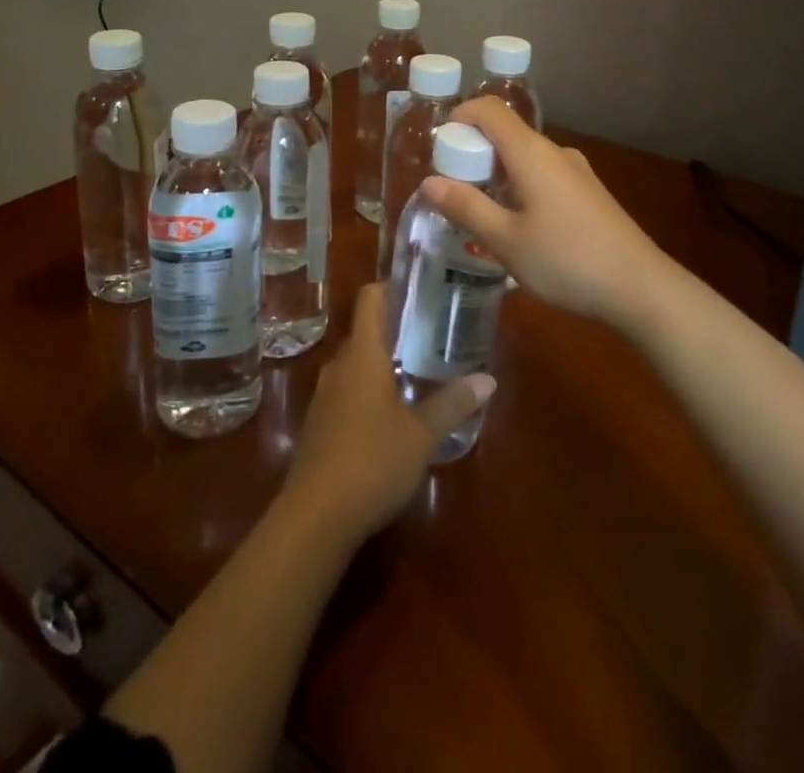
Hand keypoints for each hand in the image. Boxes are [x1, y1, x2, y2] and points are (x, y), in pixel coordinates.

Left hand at [281, 281, 494, 542]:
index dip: (391, 286)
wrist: (315, 517)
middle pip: (364, 332)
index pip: (370, 299)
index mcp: (363, 355)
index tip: (418, 286)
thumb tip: (488, 379)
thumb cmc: (372, 462)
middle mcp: (339, 366)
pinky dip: (367, 390)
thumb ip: (452, 403)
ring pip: (355, 364)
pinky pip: (346, 392)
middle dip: (394, 328)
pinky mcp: (319, 425)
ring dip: (381, 362)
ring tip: (416, 369)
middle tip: (430, 331)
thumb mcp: (422, 434)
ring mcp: (324, 396)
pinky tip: (390, 413)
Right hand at [420, 97, 671, 330]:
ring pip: (524, 158)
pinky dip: (520, 187)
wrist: (641, 288)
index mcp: (531, 153)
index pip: (488, 109)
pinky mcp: (589, 192)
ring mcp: (576, 171)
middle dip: (473, 155)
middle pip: (505, 133)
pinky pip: (543, 175)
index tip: (440, 150)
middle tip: (455, 195)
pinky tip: (521, 229)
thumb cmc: (566, 260)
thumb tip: (428, 182)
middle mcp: (555, 152)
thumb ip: (466, 207)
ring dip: (496, 176)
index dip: (459, 117)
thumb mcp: (505, 240)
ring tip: (483, 217)